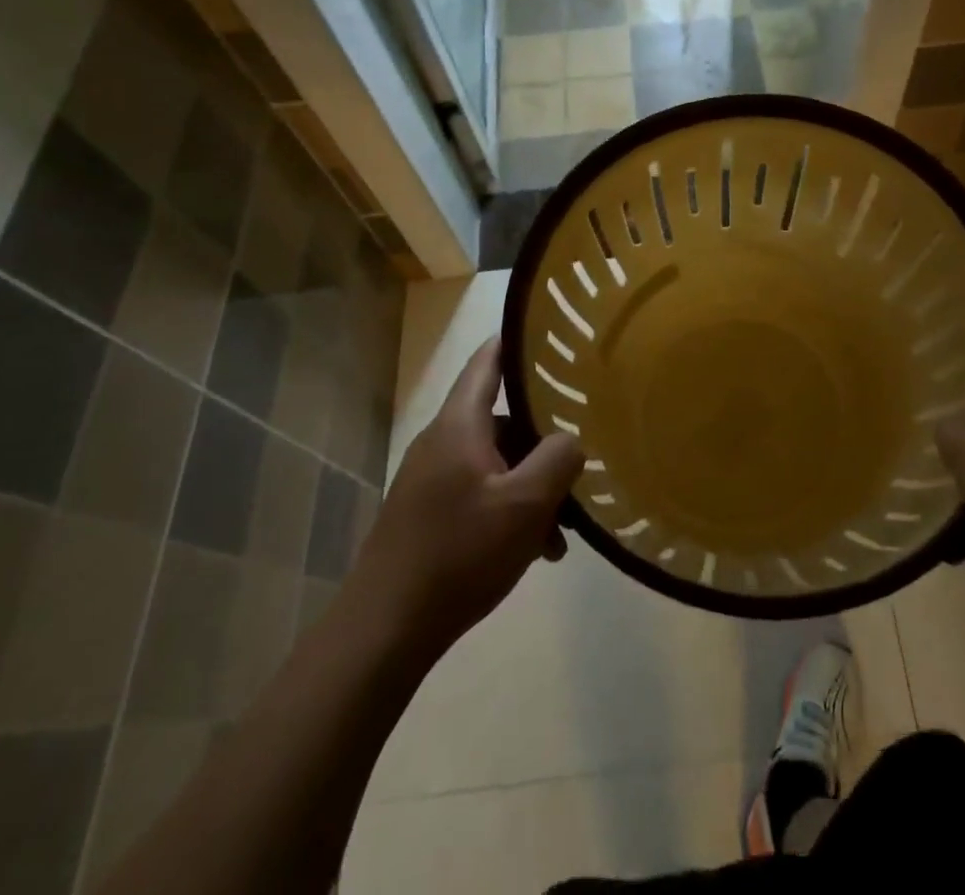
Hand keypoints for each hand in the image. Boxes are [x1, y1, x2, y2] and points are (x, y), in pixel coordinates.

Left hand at [348, 339, 583, 661]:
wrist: (384, 630)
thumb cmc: (458, 554)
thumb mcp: (526, 505)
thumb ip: (559, 459)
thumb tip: (571, 438)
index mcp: (459, 424)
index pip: (487, 361)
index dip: (517, 341)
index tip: (552, 333)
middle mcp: (442, 441)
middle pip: (501, 418)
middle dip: (543, 436)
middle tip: (580, 450)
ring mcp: (432, 479)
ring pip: (496, 462)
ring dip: (531, 483)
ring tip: (564, 524)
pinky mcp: (429, 513)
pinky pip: (481, 492)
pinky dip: (511, 508)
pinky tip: (536, 549)